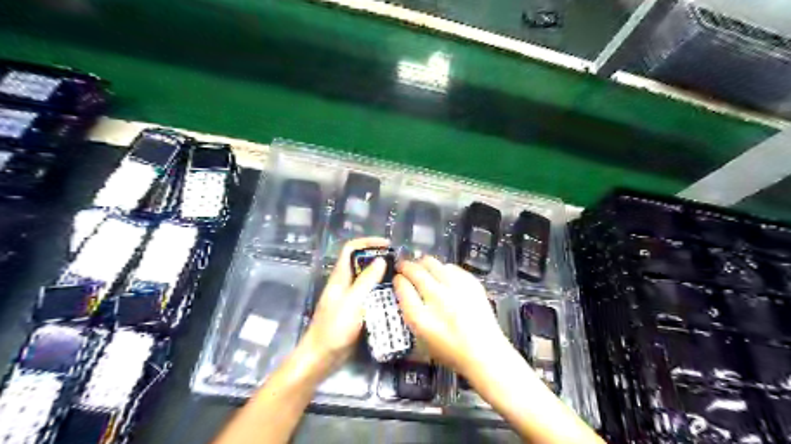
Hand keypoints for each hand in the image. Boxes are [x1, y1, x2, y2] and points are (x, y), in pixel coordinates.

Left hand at [302, 237, 388, 368]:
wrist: (322, 357)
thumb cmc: (334, 328)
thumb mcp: (352, 301)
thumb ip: (366, 280)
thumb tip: (381, 259)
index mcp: (340, 276)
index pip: (351, 248)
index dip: (368, 242)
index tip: (387, 245)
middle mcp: (345, 283)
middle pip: (361, 262)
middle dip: (379, 259)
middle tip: (400, 264)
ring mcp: (350, 297)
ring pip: (367, 279)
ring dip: (382, 276)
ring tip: (401, 279)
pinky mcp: (355, 310)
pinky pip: (370, 295)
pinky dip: (381, 292)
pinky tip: (395, 298)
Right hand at [393, 257, 513, 377]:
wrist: (484, 352)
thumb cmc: (450, 350)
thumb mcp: (422, 339)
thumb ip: (411, 313)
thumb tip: (404, 290)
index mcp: (421, 318)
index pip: (402, 288)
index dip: (397, 280)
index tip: (397, 278)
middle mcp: (436, 299)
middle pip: (415, 272)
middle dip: (405, 266)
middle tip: (403, 266)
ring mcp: (455, 288)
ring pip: (432, 263)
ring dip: (422, 264)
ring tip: (420, 267)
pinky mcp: (470, 282)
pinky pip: (450, 267)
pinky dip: (441, 268)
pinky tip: (441, 274)